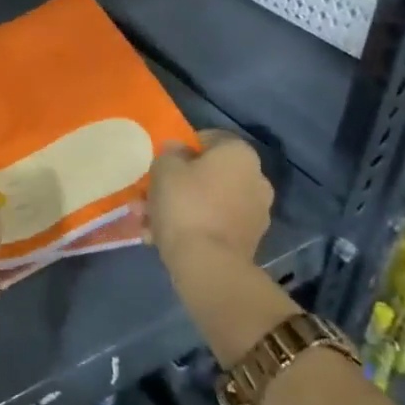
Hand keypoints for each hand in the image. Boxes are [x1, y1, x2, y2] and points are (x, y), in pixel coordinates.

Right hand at [147, 129, 297, 365]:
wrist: (208, 265)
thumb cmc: (185, 204)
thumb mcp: (164, 167)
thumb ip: (169, 152)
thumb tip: (178, 151)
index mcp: (240, 154)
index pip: (210, 138)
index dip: (182, 147)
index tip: (162, 162)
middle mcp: (256, 179)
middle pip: (208, 173)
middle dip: (177, 183)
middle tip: (150, 195)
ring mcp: (256, 213)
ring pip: (208, 201)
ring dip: (180, 207)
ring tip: (148, 222)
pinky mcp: (248, 241)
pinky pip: (214, 224)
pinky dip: (192, 227)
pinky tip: (162, 238)